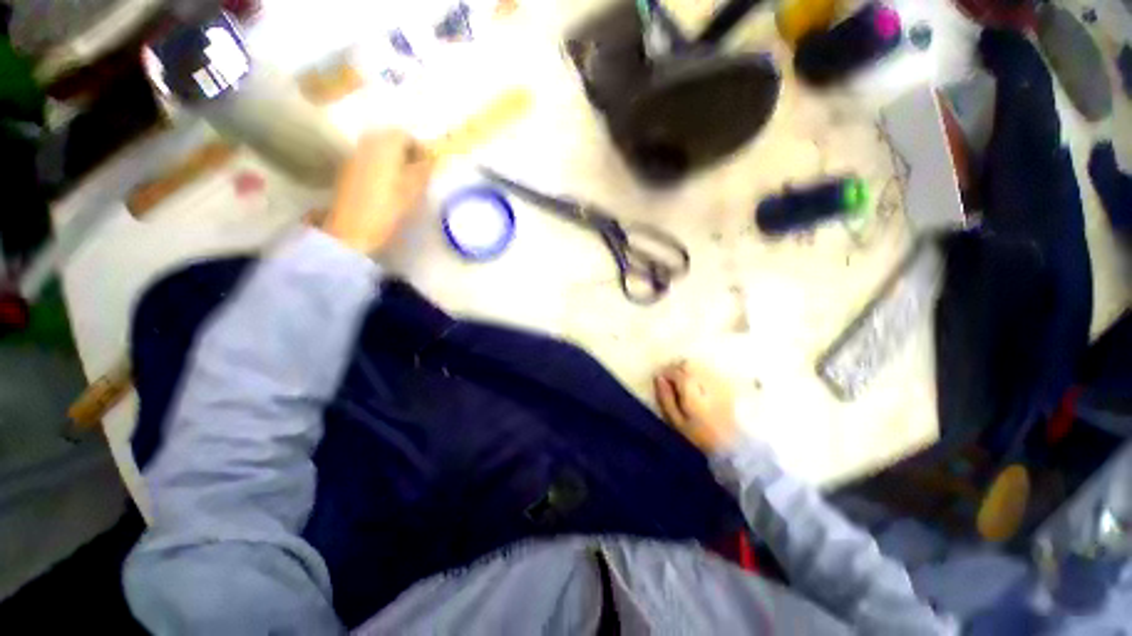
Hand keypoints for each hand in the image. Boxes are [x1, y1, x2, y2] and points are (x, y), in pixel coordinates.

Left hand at [323, 129, 433, 253]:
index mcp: (385, 145)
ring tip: (405, 179)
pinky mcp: (349, 169)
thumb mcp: (413, 189)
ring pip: (379, 148)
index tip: (429, 165)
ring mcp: (356, 155)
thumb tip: (435, 158)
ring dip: (394, 158)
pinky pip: (370, 158)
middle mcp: (367, 143)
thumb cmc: (388, 208)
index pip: (406, 135)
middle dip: (406, 151)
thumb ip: (425, 170)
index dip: (420, 148)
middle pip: (390, 138)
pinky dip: (382, 165)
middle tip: (418, 171)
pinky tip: (389, 183)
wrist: (354, 228)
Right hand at [654, 361, 739, 453]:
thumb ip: (666, 398)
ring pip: (699, 366)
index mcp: (692, 391)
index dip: (666, 372)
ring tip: (683, 383)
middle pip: (688, 364)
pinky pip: (709, 372)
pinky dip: (700, 374)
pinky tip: (698, 386)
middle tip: (670, 380)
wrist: (732, 448)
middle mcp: (706, 382)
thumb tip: (659, 378)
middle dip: (676, 368)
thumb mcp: (676, 421)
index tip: (661, 380)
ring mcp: (718, 383)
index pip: (676, 371)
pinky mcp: (727, 387)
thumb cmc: (699, 437)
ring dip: (688, 370)